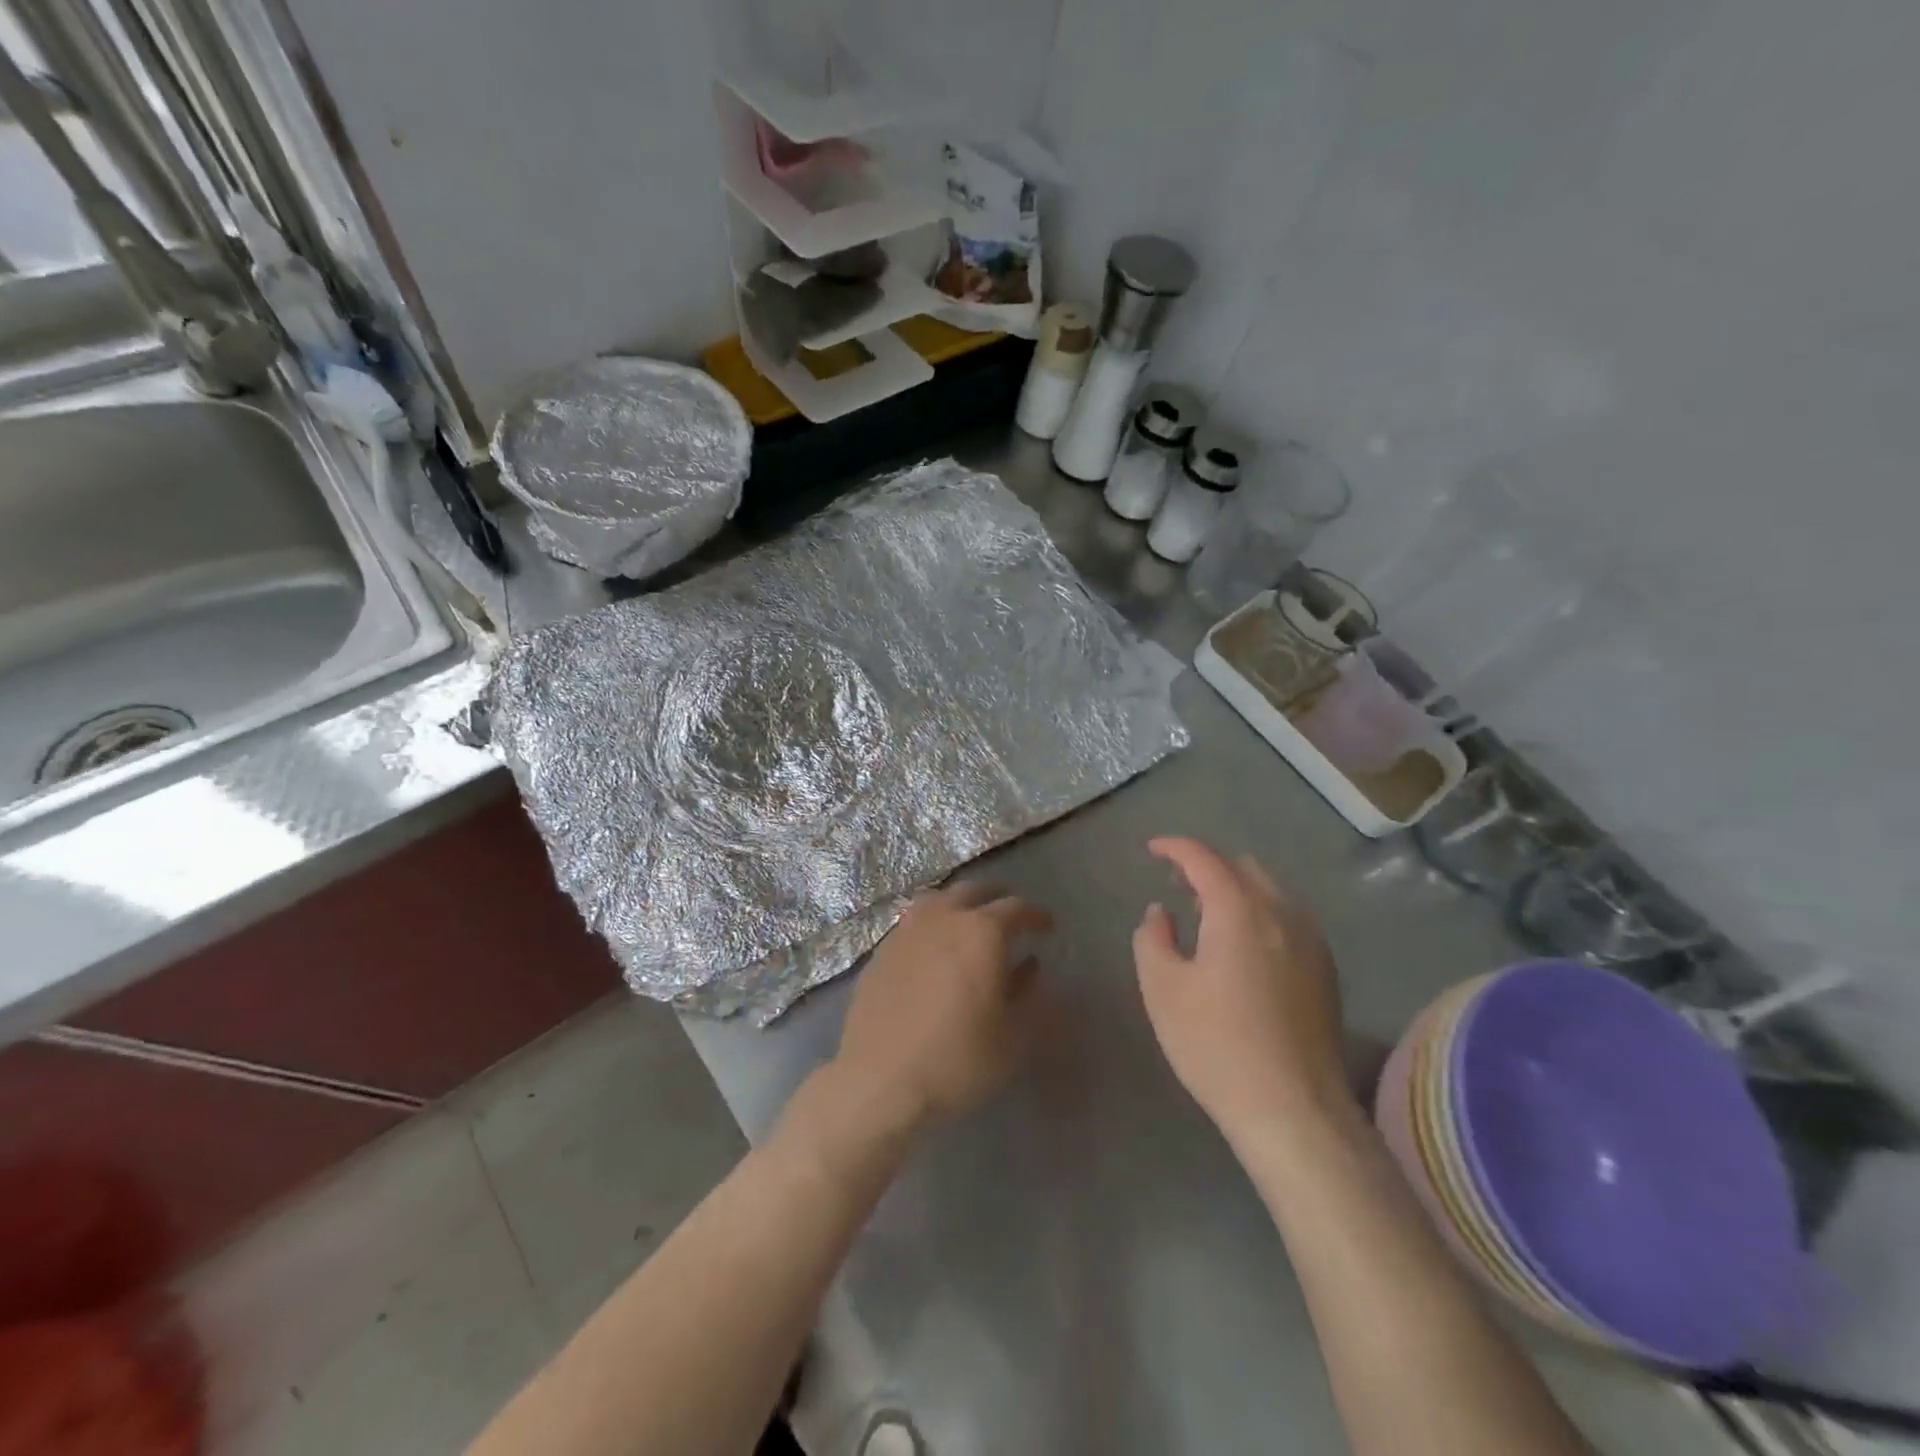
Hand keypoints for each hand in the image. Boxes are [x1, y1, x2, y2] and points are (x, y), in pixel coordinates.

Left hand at [834, 881, 1053, 1130]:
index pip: (1016, 908)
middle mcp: (944, 918)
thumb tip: (1029, 966)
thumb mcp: (1011, 1036)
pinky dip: (932, 923)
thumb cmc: (958, 1060)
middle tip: (1011, 914)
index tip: (1048, 926)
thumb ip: (1026, 992)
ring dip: (960, 903)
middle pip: (974, 891)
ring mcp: (907, 931)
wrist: (881, 1080)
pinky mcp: (881, 951)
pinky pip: (913, 922)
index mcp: (982, 932)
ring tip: (970, 920)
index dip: (1036, 915)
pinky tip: (934, 947)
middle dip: (997, 897)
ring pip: (938, 899)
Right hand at [1132, 837, 1355, 1147]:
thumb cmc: (1217, 1046)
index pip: (1204, 858)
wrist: (1294, 1111)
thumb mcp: (1163, 990)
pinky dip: (1261, 914)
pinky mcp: (1326, 970)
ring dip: (1236, 890)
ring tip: (1208, 919)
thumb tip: (1161, 912)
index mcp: (1239, 911)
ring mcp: (1311, 941)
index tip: (1152, 849)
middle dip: (1207, 867)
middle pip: (1243, 867)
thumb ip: (1152, 938)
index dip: (1175, 847)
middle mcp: (1282, 914)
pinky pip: (1289, 918)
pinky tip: (1245, 950)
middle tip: (1178, 887)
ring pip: (1271, 892)